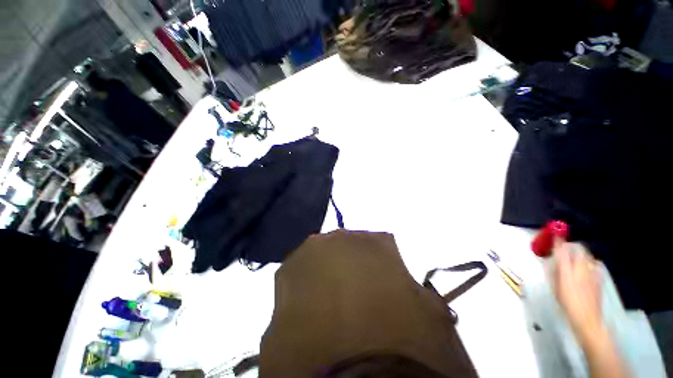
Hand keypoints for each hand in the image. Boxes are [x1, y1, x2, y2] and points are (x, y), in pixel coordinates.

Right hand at [552, 239, 603, 344]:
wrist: (587, 318)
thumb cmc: (566, 304)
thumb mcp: (555, 288)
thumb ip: (554, 273)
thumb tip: (552, 262)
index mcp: (566, 271)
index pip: (562, 251)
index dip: (559, 242)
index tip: (556, 236)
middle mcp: (580, 269)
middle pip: (579, 250)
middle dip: (572, 246)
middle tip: (566, 248)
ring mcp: (592, 273)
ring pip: (588, 256)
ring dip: (581, 253)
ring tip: (576, 257)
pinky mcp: (599, 278)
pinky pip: (595, 265)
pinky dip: (591, 262)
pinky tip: (588, 267)